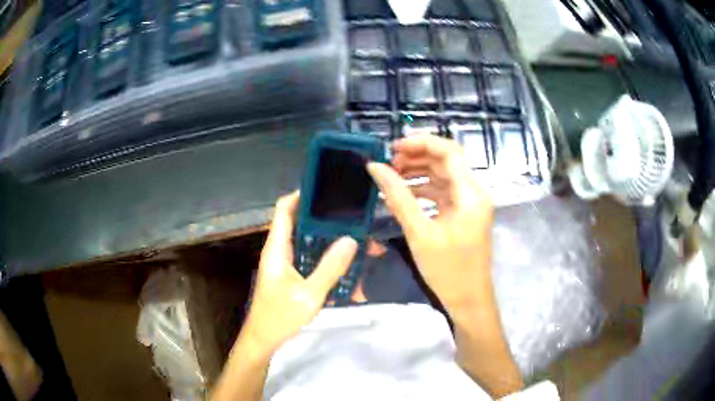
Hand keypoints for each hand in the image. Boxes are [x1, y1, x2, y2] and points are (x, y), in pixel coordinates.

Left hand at [241, 192, 357, 354]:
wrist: (265, 340)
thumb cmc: (280, 317)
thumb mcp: (309, 294)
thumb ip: (330, 267)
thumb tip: (350, 239)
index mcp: (277, 248)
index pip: (284, 208)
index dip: (301, 194)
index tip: (327, 189)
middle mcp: (280, 251)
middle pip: (301, 224)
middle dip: (327, 222)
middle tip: (354, 219)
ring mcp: (286, 265)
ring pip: (310, 245)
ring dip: (332, 245)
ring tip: (359, 244)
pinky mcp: (292, 277)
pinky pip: (311, 263)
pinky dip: (328, 264)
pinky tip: (349, 274)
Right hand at [368, 135, 521, 396]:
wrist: (468, 300)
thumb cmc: (448, 270)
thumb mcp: (419, 233)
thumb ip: (398, 197)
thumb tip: (375, 168)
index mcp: (470, 193)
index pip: (449, 151)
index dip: (422, 142)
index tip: (394, 147)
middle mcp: (473, 192)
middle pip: (446, 161)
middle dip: (417, 156)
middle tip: (387, 162)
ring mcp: (469, 203)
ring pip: (443, 175)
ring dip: (418, 172)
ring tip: (391, 175)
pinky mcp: (462, 213)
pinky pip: (442, 192)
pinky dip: (423, 189)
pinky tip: (403, 192)